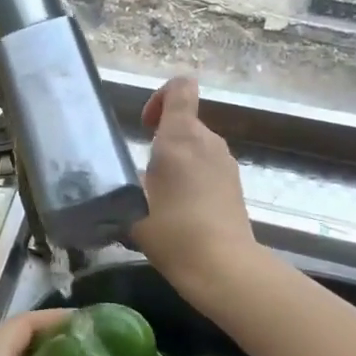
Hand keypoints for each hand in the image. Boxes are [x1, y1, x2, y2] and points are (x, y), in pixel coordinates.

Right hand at [129, 76, 255, 287]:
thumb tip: (120, 178)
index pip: (180, 88)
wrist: (222, 267)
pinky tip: (180, 211)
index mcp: (181, 136)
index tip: (146, 125)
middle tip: (143, 173)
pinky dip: (193, 179)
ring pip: (197, 147)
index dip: (160, 96)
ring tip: (159, 196)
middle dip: (163, 139)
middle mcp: (208, 141)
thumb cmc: (172, 230)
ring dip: (178, 162)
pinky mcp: (235, 186)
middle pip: (185, 121)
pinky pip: (208, 168)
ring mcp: (226, 163)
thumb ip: (124, 182)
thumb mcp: (132, 204)